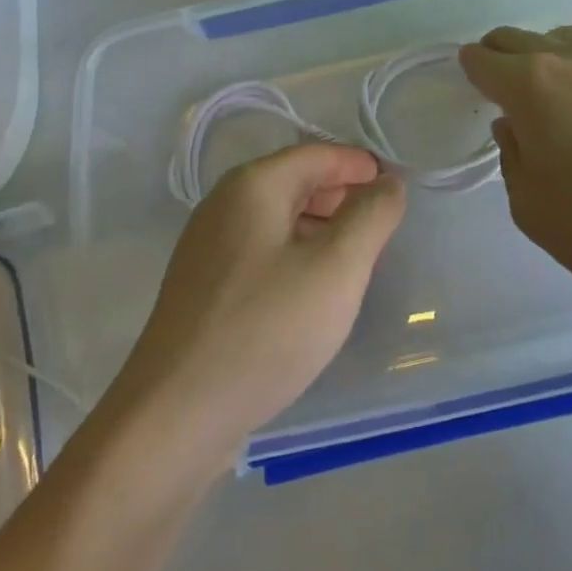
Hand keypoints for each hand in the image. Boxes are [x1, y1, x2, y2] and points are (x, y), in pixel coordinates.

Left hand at [107, 144, 404, 467]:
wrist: (174, 416)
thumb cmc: (266, 329)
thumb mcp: (336, 269)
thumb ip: (371, 217)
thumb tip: (389, 183)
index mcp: (253, 185)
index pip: (319, 154)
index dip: (361, 166)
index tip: (397, 189)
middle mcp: (224, 204)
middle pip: (296, 181)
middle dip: (343, 196)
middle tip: (383, 225)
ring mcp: (208, 247)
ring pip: (278, 219)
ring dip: (321, 227)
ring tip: (357, 258)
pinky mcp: (203, 287)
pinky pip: (261, 252)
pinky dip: (295, 255)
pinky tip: (313, 291)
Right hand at [459, 26, 571, 337]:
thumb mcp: (533, 210)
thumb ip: (513, 161)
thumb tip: (515, 128)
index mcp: (532, 85)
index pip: (483, 59)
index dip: (469, 70)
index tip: (468, 86)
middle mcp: (571, 61)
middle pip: (519, 38)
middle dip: (499, 56)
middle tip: (498, 89)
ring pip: (563, 41)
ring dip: (543, 57)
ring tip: (547, 95)